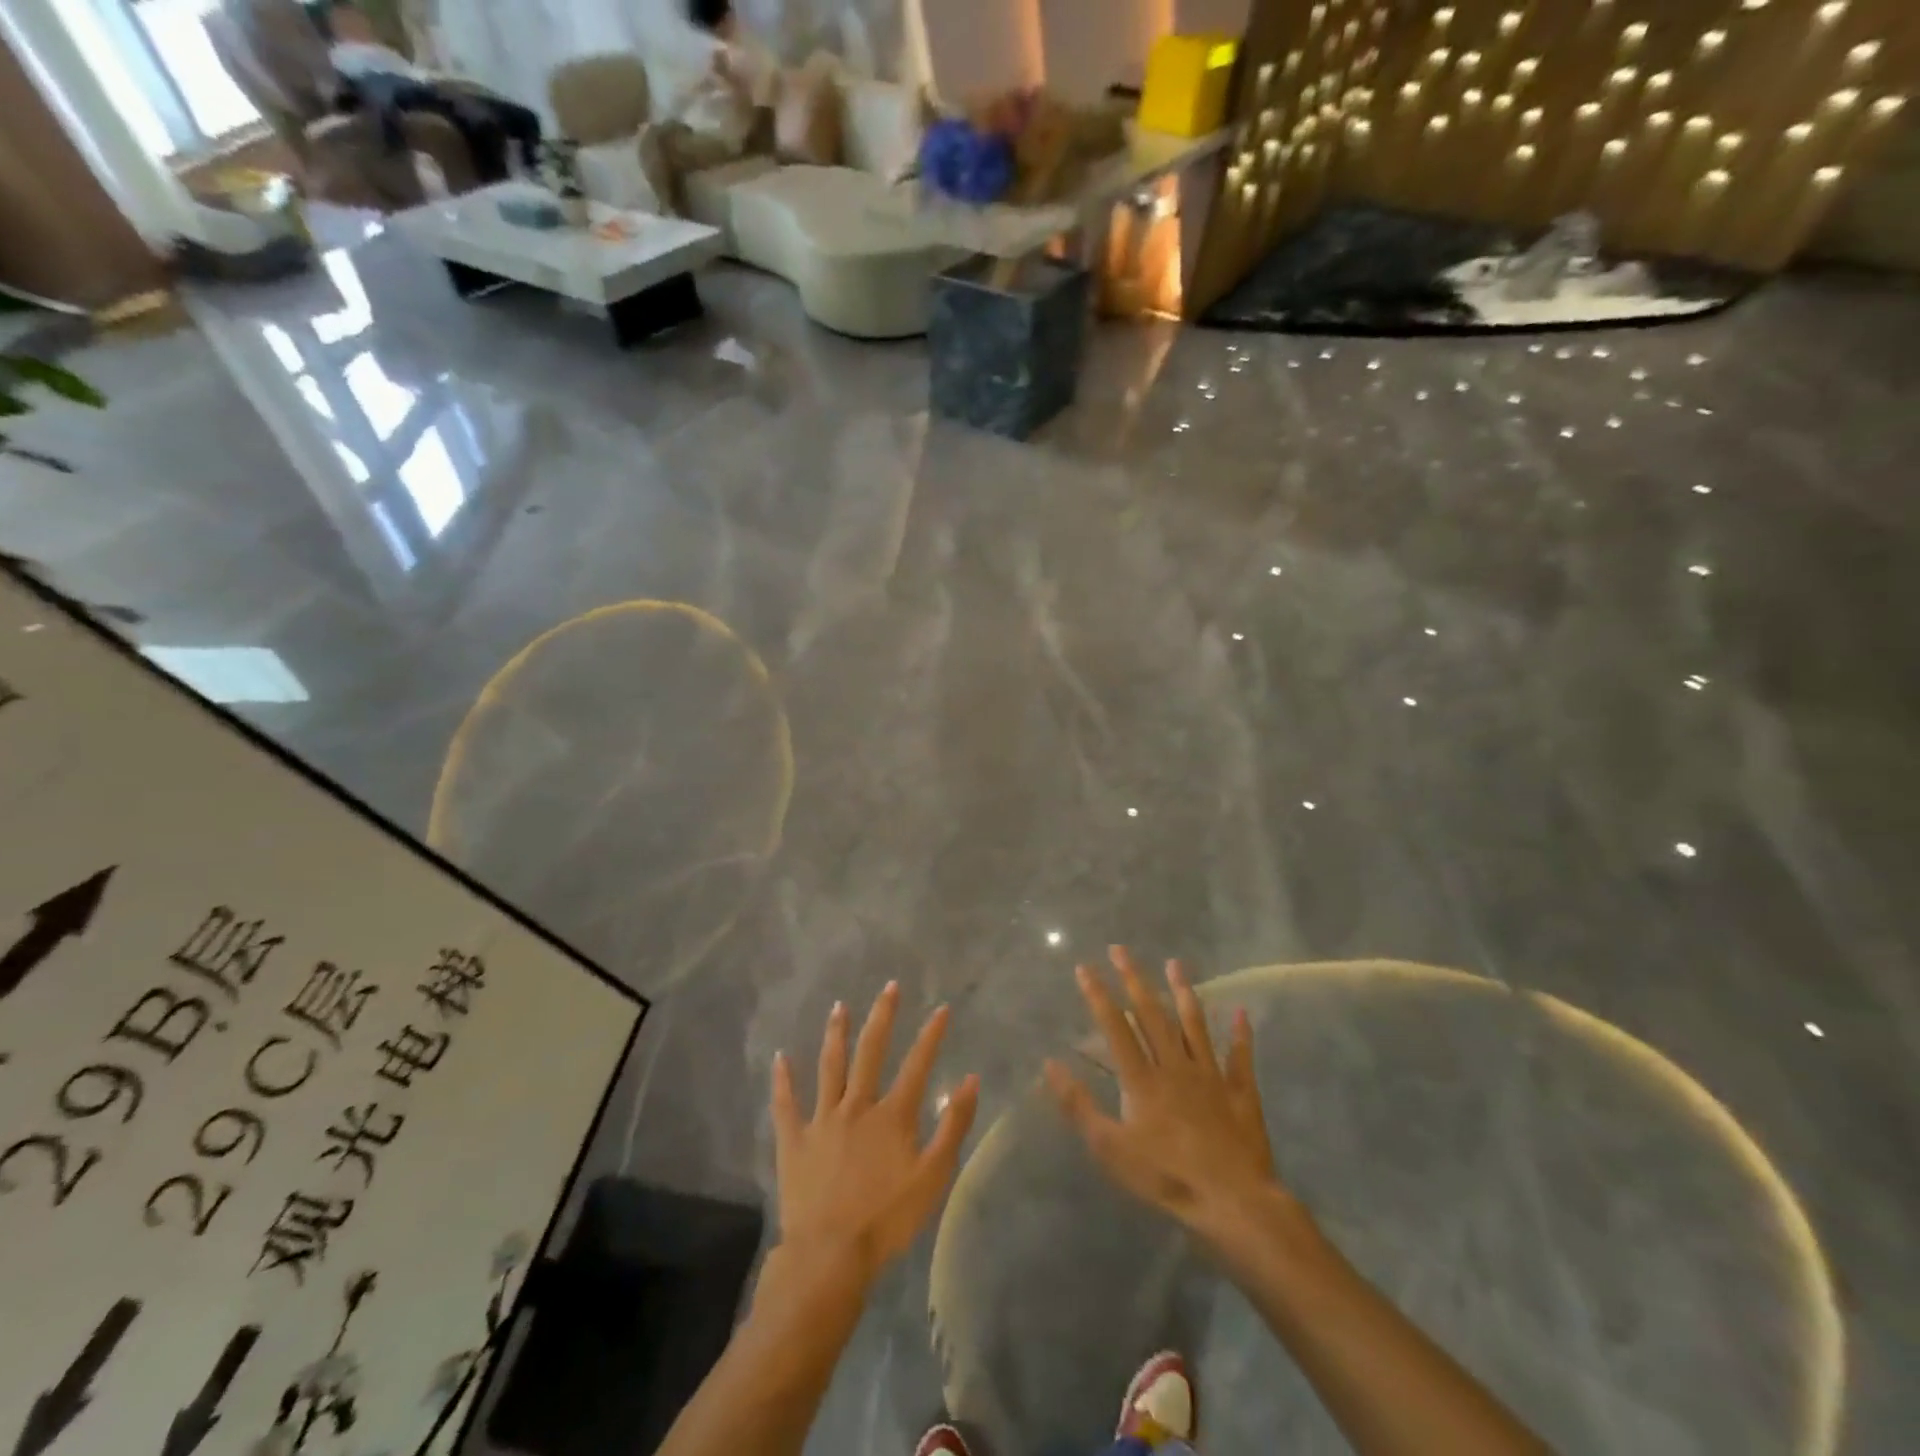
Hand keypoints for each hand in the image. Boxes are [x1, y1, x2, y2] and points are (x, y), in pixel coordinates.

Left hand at [771, 984, 978, 1285]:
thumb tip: (970, 1080)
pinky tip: (780, 1057)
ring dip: (836, 1034)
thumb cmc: (887, 1220)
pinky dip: (783, 1080)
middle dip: (882, 1017)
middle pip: (871, 1051)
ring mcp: (822, 1120)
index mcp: (892, 1115)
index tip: (942, 1008)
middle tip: (889, 987)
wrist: (830, 1255)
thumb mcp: (933, 1177)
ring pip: (830, 1066)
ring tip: (839, 1006)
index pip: (917, 1064)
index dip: (932, 1035)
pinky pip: (786, 1104)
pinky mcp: (795, 1140)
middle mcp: (857, 1106)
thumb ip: (953, 1126)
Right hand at [1046, 947, 1293, 1251]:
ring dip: (1183, 992)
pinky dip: (1240, 1034)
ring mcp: (1210, 1075)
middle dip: (1134, 979)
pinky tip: (1241, 1011)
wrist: (1232, 1201)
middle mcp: (1175, 1066)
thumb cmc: (1165, 1176)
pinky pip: (1240, 1057)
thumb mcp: (1110, 1148)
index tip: (1085, 967)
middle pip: (1152, 1014)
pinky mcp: (1240, 1092)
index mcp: (1142, 1079)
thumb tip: (1050, 1063)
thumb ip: (1079, 1105)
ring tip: (1175, 963)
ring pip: (1194, 1024)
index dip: (1099, 995)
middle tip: (1121, 949)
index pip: (1115, 1027)